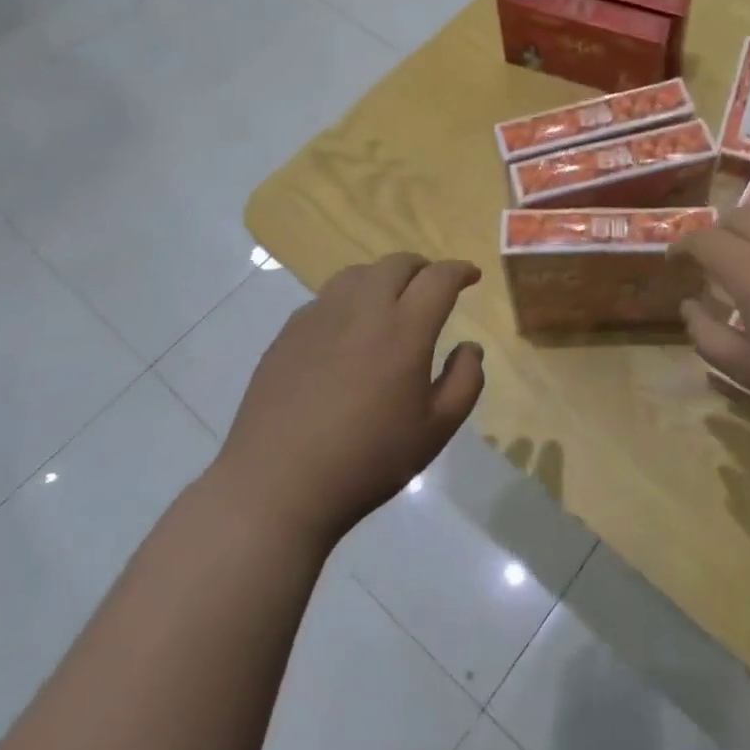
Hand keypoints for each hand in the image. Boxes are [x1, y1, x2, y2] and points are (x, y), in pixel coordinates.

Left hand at [215, 253, 484, 549]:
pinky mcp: (289, 332)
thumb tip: (469, 347)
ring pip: (359, 274)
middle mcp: (362, 309)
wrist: (277, 485)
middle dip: (423, 268)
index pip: (439, 278)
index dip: (460, 270)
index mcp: (404, 329)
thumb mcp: (436, 429)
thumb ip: (465, 381)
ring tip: (391, 299)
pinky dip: (350, 298)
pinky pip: (327, 297)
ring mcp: (320, 316)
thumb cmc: (368, 459)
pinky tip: (348, 329)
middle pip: (398, 264)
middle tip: (433, 286)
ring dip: (384, 277)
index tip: (472, 276)